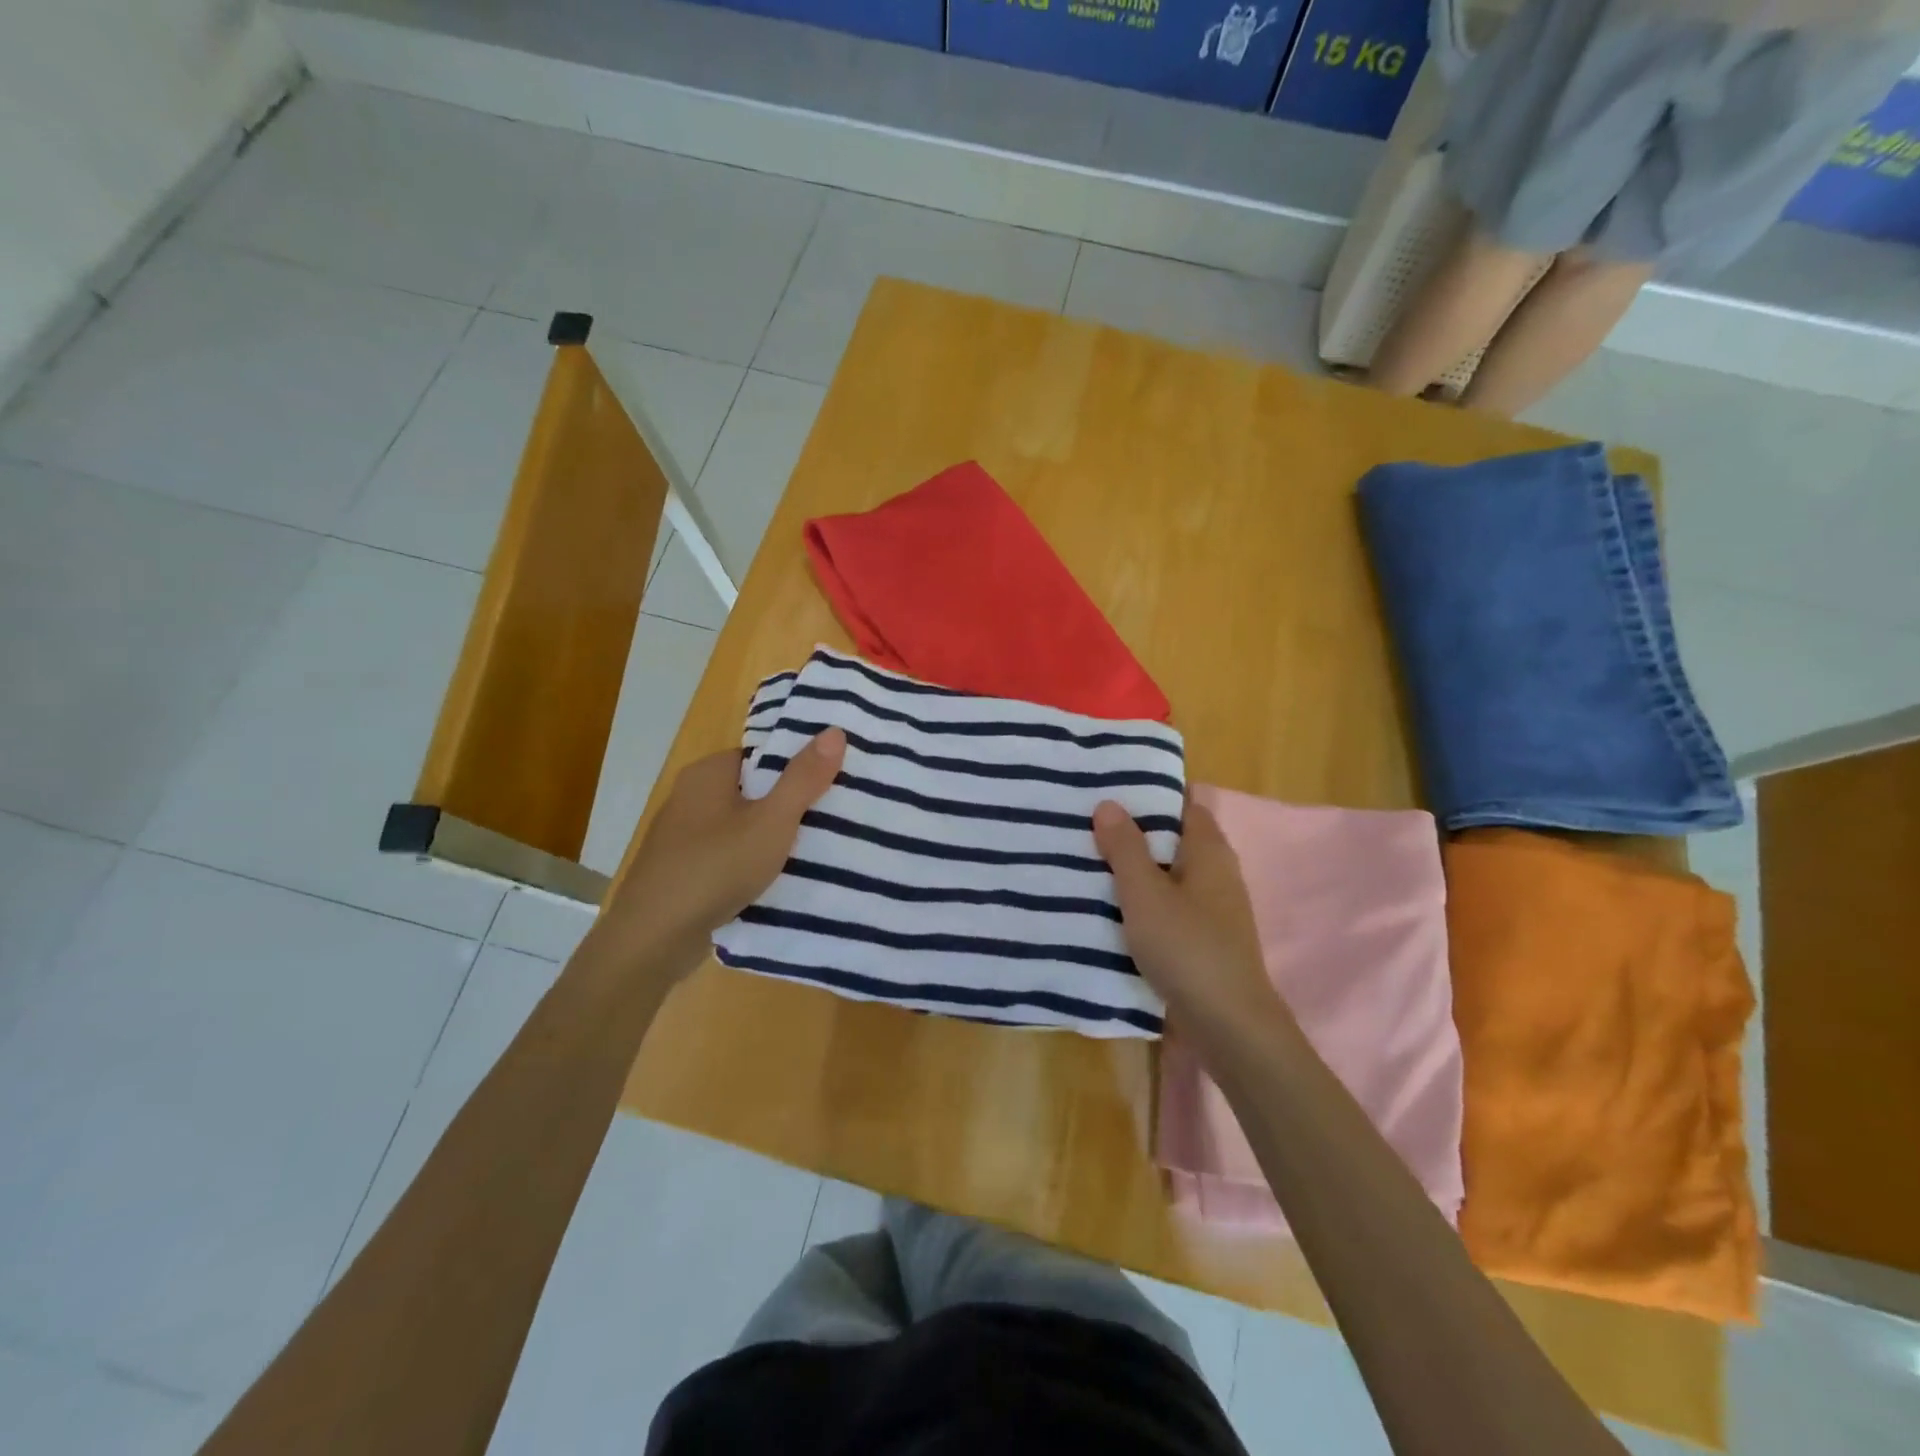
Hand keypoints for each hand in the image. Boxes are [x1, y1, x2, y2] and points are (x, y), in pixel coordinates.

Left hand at [598, 728, 845, 980]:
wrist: (652, 940)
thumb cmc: (715, 868)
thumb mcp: (772, 821)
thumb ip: (803, 778)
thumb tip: (835, 730)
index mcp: (708, 773)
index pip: (762, 755)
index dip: (798, 765)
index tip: (835, 781)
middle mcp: (690, 796)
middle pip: (753, 790)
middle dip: (791, 803)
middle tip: (835, 817)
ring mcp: (682, 836)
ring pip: (741, 825)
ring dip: (772, 837)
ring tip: (818, 849)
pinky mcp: (682, 870)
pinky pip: (728, 854)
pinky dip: (751, 862)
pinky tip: (777, 878)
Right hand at [1092, 798, 1287, 1037]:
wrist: (1227, 1025)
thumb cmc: (1187, 947)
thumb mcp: (1145, 893)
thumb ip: (1125, 848)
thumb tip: (1110, 803)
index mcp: (1209, 851)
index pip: (1183, 804)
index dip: (1150, 793)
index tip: (1110, 787)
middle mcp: (1216, 873)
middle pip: (1172, 839)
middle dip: (1134, 831)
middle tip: (1087, 822)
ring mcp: (1212, 908)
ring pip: (1168, 874)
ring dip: (1134, 868)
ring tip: (1088, 859)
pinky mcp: (1203, 938)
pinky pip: (1168, 905)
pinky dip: (1142, 900)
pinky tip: (1110, 906)